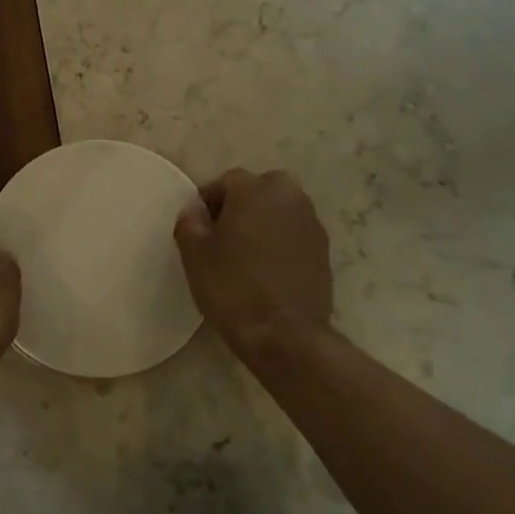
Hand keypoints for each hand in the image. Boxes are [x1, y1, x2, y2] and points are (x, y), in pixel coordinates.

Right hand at [173, 169, 332, 346]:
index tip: (198, 222)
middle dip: (245, 202)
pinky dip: (283, 241)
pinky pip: (297, 234)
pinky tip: (268, 268)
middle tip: (225, 230)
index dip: (210, 198)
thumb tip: (194, 209)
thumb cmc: (232, 287)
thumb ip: (190, 223)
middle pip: (264, 186)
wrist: (284, 333)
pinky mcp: (324, 252)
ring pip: (284, 209)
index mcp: (255, 191)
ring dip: (266, 220)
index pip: (229, 179)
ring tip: (247, 250)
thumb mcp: (195, 255)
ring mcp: (311, 225)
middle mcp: (289, 198)